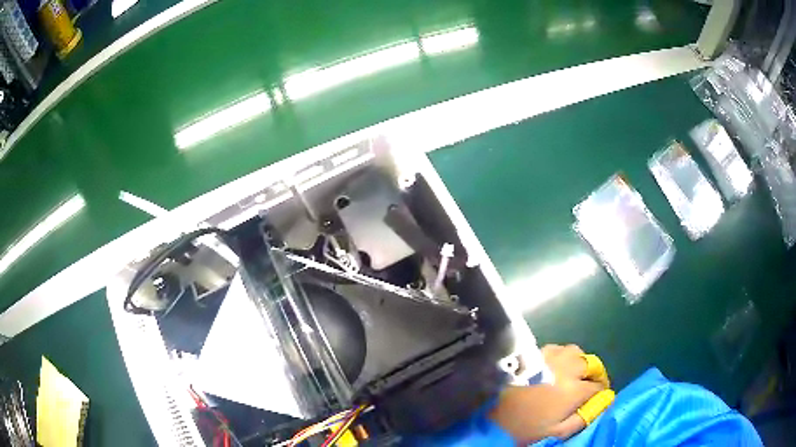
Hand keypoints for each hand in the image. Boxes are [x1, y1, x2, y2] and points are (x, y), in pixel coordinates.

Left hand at [489, 344, 607, 443]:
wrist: (489, 415)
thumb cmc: (524, 427)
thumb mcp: (555, 432)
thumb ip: (582, 419)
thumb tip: (602, 404)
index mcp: (574, 390)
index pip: (598, 386)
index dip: (602, 392)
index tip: (599, 397)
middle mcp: (567, 368)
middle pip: (591, 364)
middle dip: (595, 374)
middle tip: (590, 385)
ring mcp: (550, 358)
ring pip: (576, 352)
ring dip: (580, 362)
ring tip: (575, 374)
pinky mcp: (534, 354)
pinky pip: (558, 348)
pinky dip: (563, 356)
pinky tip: (556, 367)